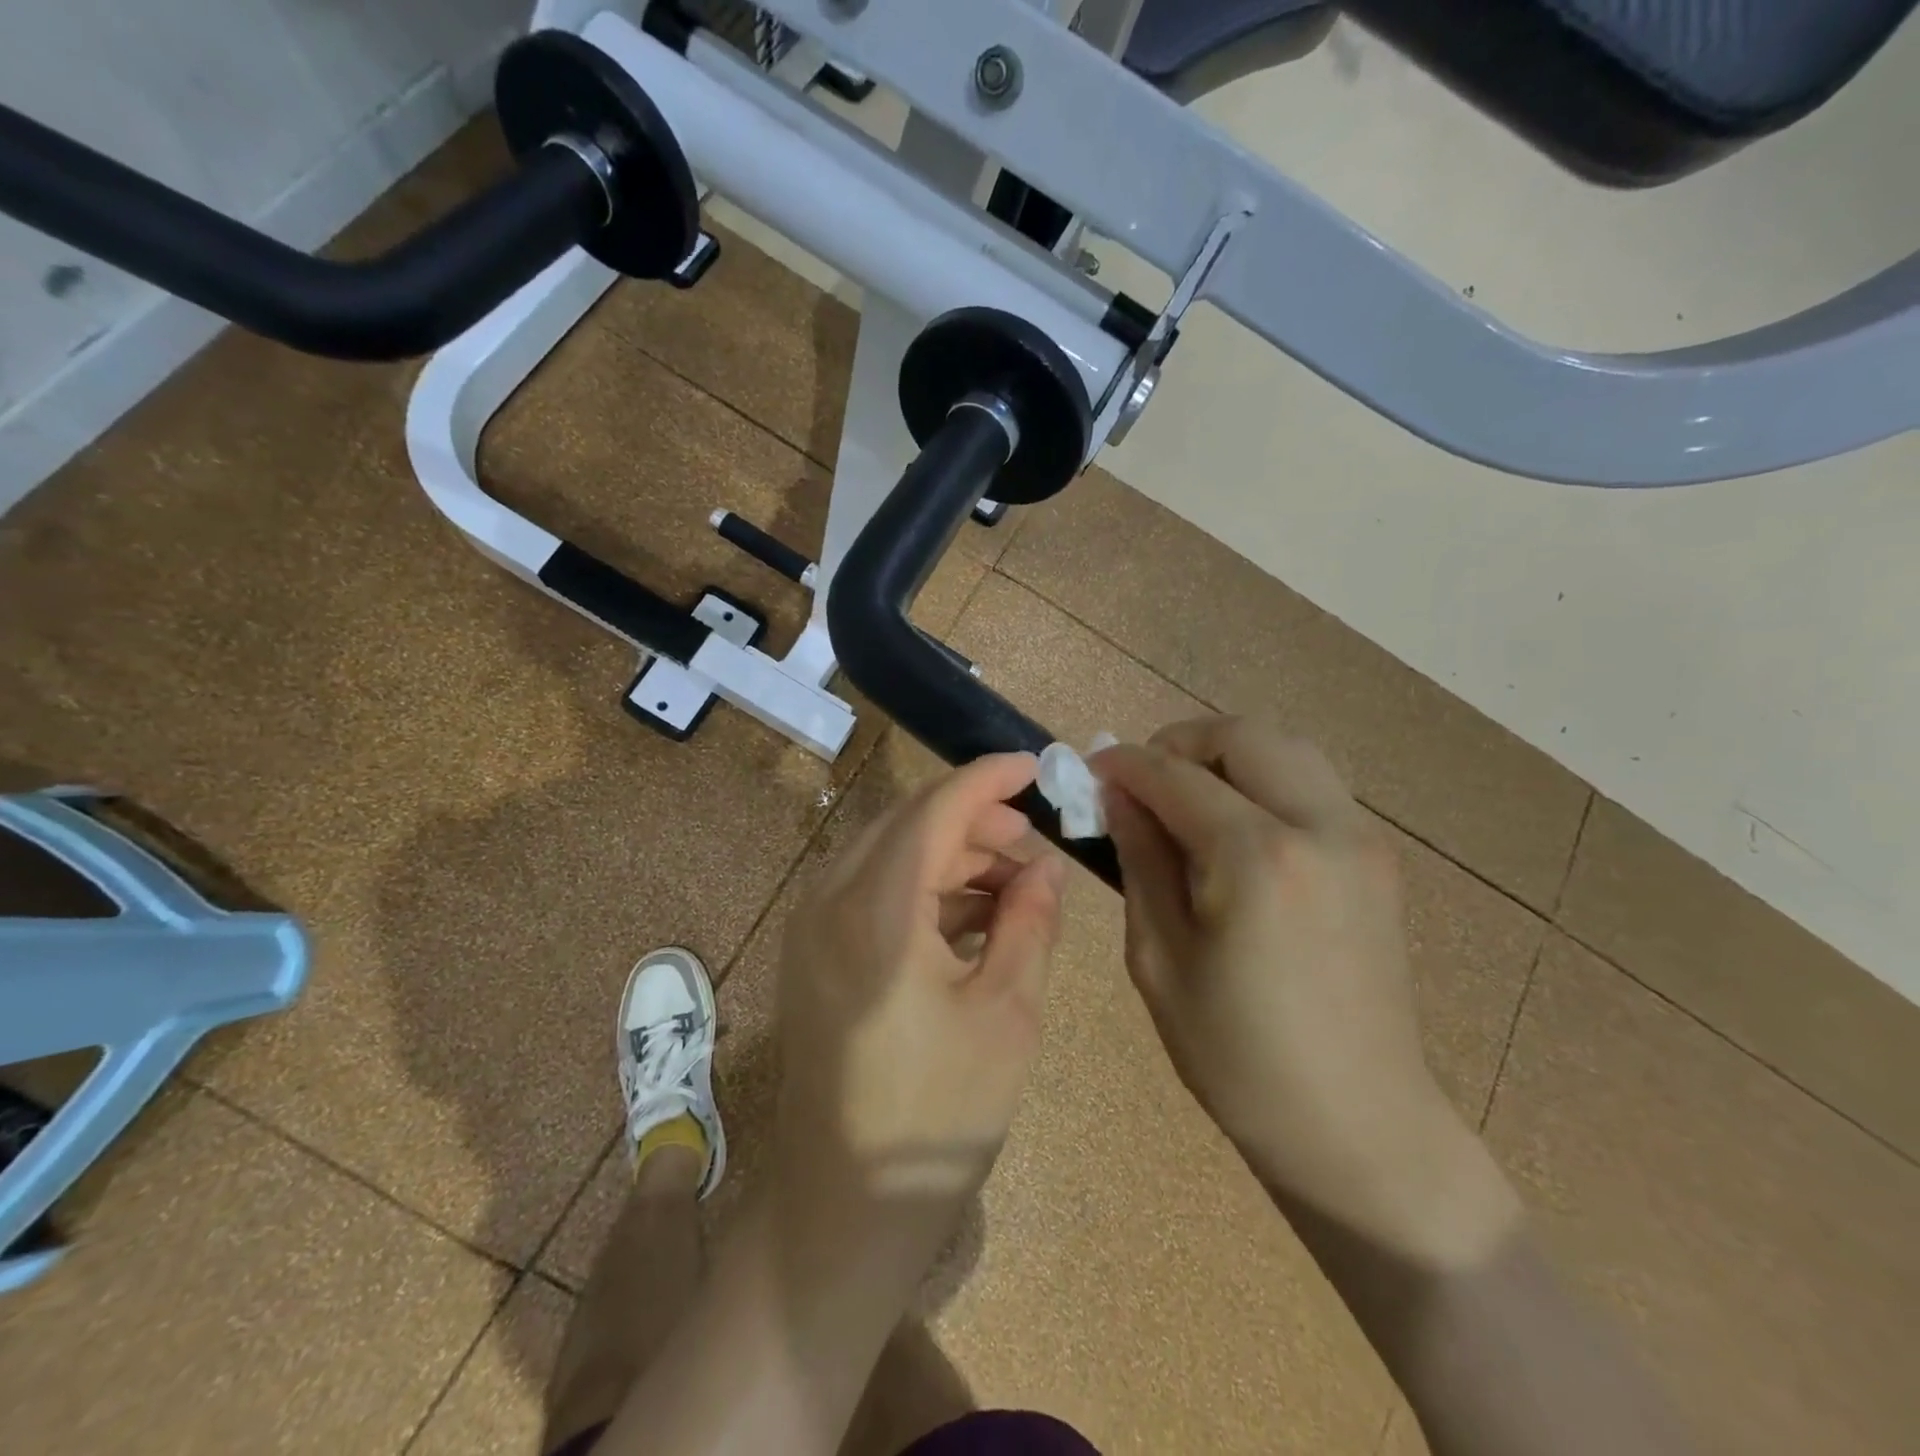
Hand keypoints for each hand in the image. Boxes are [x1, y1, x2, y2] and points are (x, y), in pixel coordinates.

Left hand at [773, 753, 1065, 1269]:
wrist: (842, 1211)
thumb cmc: (936, 1116)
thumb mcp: (1007, 1014)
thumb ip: (1030, 923)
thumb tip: (1044, 866)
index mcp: (876, 909)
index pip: (935, 809)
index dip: (988, 779)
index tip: (1036, 765)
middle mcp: (830, 901)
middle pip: (909, 824)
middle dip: (976, 821)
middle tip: (1034, 846)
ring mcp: (812, 927)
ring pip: (890, 855)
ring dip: (951, 856)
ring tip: (1013, 887)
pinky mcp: (813, 954)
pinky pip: (872, 891)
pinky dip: (923, 889)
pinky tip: (970, 918)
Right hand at [1095, 717, 1509, 1261]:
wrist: (1358, 1124)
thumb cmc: (1238, 1055)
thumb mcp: (1160, 957)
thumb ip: (1140, 860)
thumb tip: (1119, 797)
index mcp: (1257, 858)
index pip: (1176, 776)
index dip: (1126, 765)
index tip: (1092, 770)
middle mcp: (1319, 827)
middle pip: (1243, 736)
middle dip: (1180, 743)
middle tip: (1142, 781)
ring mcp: (1360, 838)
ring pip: (1286, 748)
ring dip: (1226, 756)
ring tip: (1186, 798)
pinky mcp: (1377, 857)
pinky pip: (1312, 784)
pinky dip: (1264, 780)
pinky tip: (1235, 827)